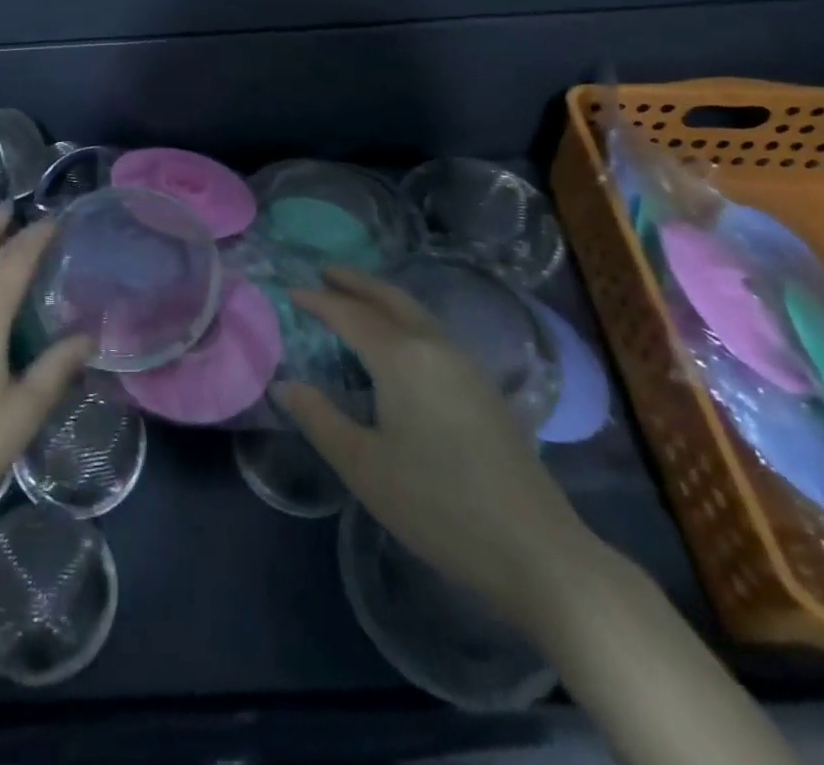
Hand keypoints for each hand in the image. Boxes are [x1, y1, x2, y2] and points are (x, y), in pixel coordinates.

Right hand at [279, 267, 591, 618]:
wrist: (536, 550)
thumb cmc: (438, 505)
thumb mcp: (364, 466)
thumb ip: (320, 419)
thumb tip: (287, 386)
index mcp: (402, 358)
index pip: (351, 315)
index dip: (318, 301)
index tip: (290, 291)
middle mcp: (435, 347)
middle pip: (390, 298)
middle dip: (356, 282)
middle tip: (324, 273)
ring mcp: (466, 365)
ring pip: (416, 312)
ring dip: (382, 298)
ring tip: (356, 298)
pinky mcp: (484, 388)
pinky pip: (433, 331)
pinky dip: (404, 318)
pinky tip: (398, 340)